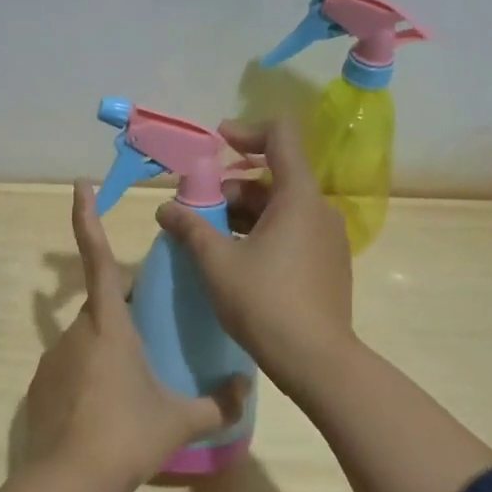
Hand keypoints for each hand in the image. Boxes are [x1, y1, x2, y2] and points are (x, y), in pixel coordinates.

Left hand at [24, 182, 248, 491]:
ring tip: (133, 383)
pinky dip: (90, 377)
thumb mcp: (180, 420)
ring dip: (109, 348)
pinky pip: (71, 369)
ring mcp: (52, 360)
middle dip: (123, 308)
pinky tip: (107, 410)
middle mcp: (76, 333)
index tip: (79, 186)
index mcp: (109, 325)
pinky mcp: (40, 388)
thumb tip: (247, 388)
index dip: (87, 219)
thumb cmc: (127, 437)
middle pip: (100, 305)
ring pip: (86, 339)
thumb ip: (219, 402)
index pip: (97, 259)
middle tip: (152, 330)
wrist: (68, 483)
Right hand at [154, 119, 355, 398]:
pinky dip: (261, 232)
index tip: (216, 143)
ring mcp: (327, 238)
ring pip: (280, 208)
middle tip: (197, 208)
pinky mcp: (327, 263)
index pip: (280, 136)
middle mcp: (319, 209)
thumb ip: (190, 227)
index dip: (246, 131)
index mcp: (298, 197)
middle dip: (232, 186)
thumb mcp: (217, 262)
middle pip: (274, 177)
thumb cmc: (264, 302)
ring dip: (243, 212)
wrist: (316, 360)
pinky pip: (291, 231)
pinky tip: (235, 258)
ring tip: (208, 236)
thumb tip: (164, 209)